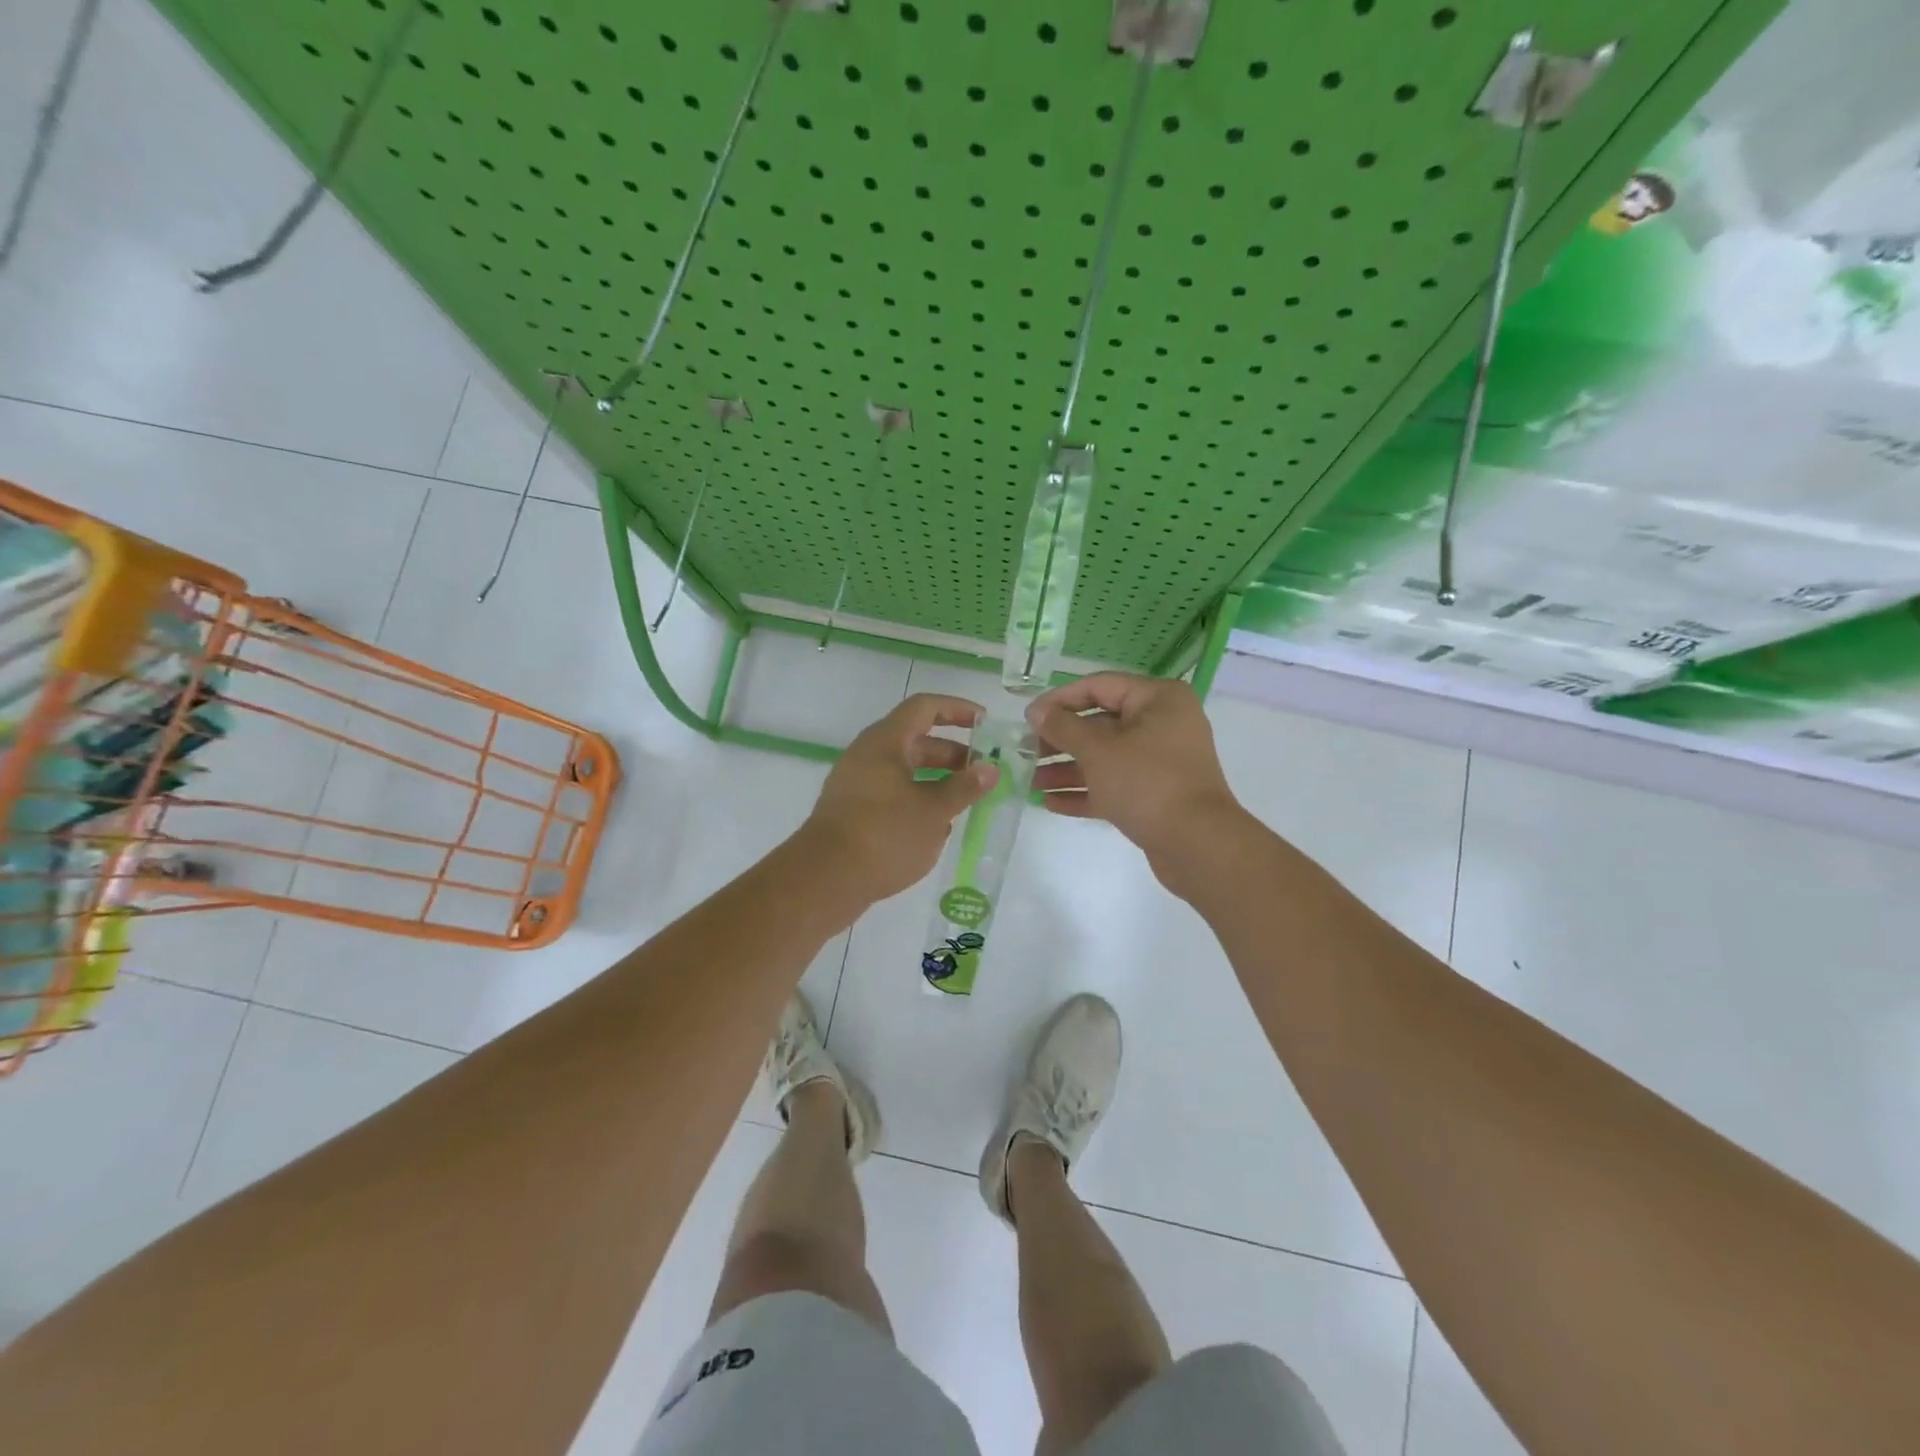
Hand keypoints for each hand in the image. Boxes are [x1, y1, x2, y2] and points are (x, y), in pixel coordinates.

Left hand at [798, 693, 997, 908]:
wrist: (825, 879)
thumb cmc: (884, 834)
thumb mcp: (934, 811)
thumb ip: (964, 787)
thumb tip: (990, 769)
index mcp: (885, 741)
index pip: (925, 707)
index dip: (957, 709)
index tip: (985, 723)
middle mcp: (867, 755)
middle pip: (916, 740)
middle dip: (952, 753)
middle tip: (983, 772)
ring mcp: (856, 784)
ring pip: (904, 771)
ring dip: (937, 780)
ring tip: (965, 801)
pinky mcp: (852, 812)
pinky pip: (891, 794)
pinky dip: (917, 800)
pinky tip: (936, 827)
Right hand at [1027, 672, 1244, 872]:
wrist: (1198, 845)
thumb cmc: (1147, 782)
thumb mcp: (1098, 750)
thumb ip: (1063, 727)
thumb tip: (1037, 711)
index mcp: (1157, 700)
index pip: (1099, 686)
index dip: (1060, 700)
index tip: (1028, 718)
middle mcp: (1162, 724)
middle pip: (1100, 724)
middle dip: (1060, 740)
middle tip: (1026, 752)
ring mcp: (1160, 762)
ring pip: (1105, 758)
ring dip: (1067, 769)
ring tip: (1030, 782)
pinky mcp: (1155, 795)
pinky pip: (1114, 785)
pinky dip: (1085, 791)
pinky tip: (1050, 803)